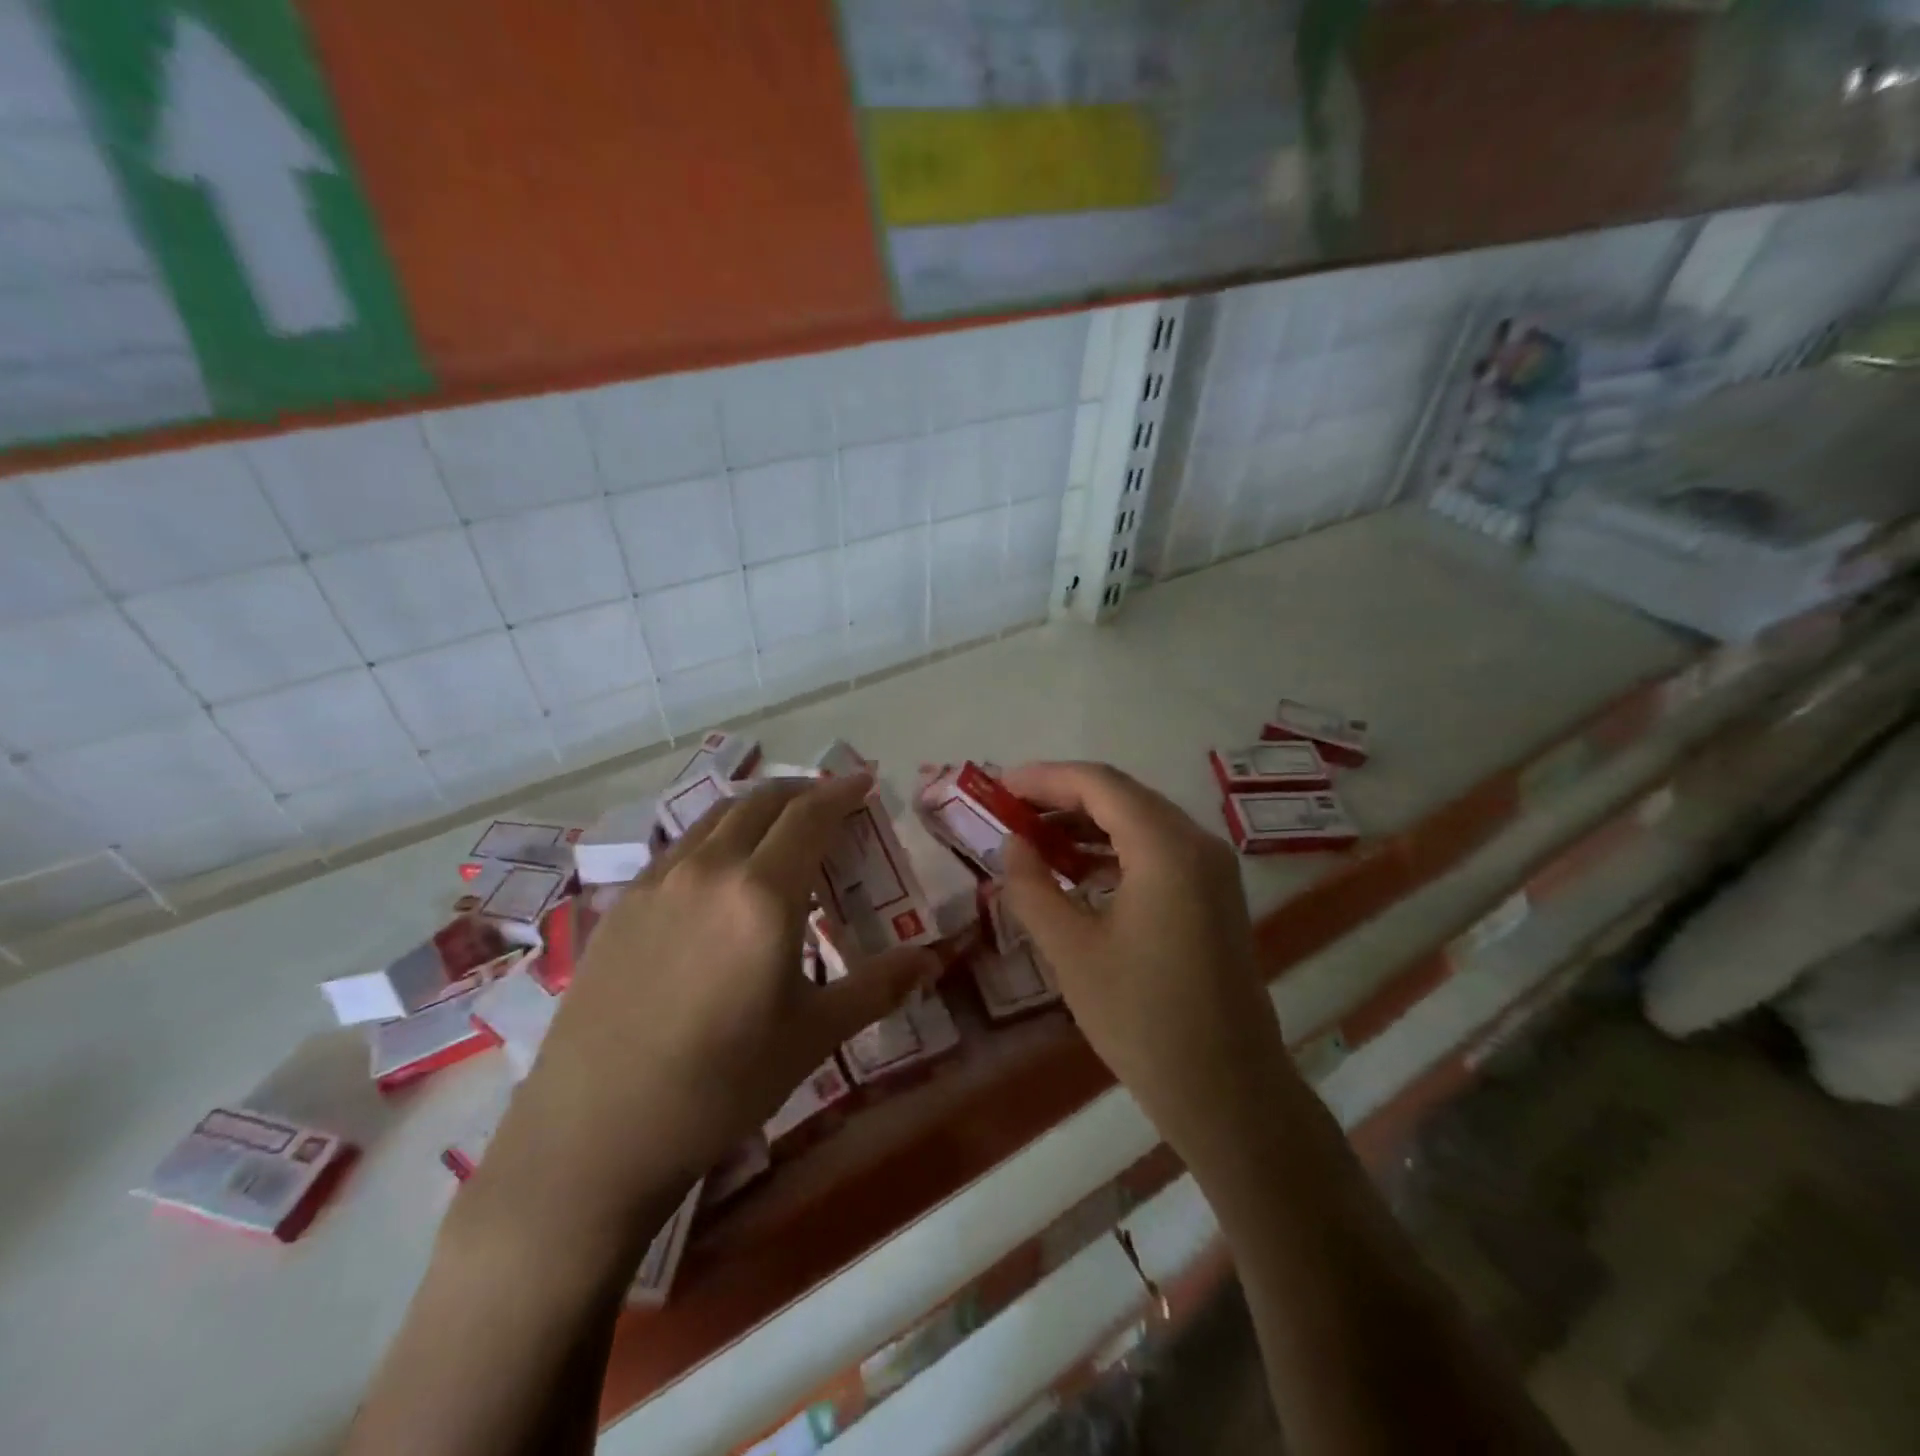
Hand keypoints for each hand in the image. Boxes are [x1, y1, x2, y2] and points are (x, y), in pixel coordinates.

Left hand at [492, 777, 937, 1229]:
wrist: (595, 1133)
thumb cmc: (722, 1085)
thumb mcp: (813, 1035)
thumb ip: (877, 987)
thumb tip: (932, 961)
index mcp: (763, 894)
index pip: (810, 815)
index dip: (842, 792)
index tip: (864, 781)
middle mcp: (709, 869)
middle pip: (762, 802)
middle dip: (802, 791)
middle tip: (829, 803)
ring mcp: (658, 882)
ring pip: (716, 817)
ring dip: (757, 807)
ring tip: (780, 826)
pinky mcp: (622, 904)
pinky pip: (682, 846)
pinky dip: (717, 835)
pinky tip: (721, 871)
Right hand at [1000, 762, 1299, 1168]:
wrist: (1226, 1090)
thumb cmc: (1141, 1018)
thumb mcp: (1070, 951)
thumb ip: (1033, 887)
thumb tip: (1013, 844)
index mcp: (1166, 848)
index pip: (1099, 784)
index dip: (1044, 779)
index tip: (999, 787)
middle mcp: (1197, 843)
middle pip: (1121, 796)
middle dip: (1062, 799)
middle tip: (1009, 813)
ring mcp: (1212, 869)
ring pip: (1140, 821)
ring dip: (1086, 824)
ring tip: (1033, 840)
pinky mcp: (1213, 895)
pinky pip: (1157, 851)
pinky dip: (1113, 850)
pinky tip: (1077, 871)